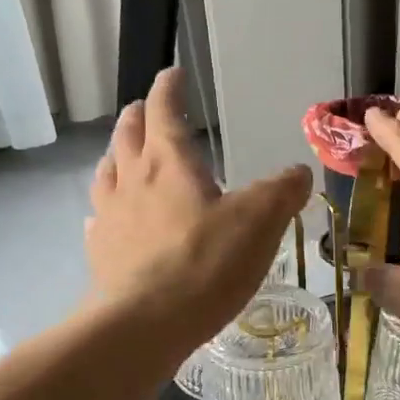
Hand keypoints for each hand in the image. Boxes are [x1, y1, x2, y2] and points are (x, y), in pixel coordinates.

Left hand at [87, 68, 310, 347]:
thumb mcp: (259, 223)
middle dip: (139, 117)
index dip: (169, 89)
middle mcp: (132, 180)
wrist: (144, 324)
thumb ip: (281, 193)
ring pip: (108, 173)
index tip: (172, 74)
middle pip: (128, 136)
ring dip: (117, 156)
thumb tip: (299, 173)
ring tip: (123, 154)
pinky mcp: (101, 254)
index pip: (165, 111)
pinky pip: (100, 219)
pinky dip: (107, 208)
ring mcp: (110, 218)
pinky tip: (109, 219)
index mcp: (169, 163)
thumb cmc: (205, 264)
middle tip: (145, 109)